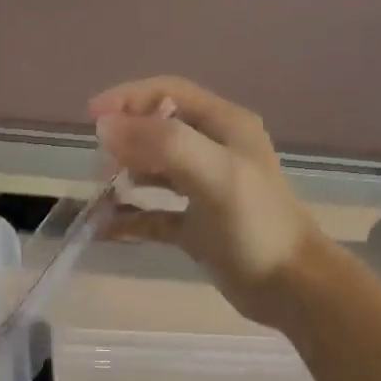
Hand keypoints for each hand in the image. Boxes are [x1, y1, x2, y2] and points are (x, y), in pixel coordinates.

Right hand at [90, 76, 320, 327]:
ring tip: (99, 192)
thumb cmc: (255, 225)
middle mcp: (214, 151)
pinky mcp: (196, 226)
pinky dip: (130, 217)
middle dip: (124, 141)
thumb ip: (163, 144)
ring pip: (154, 171)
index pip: (168, 93)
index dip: (128, 99)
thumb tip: (105, 128)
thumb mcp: (215, 174)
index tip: (90, 118)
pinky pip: (154, 214)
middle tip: (99, 164)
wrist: (290, 287)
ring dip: (124, 176)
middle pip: (158, 130)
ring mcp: (204, 190)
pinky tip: (105, 227)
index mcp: (225, 126)